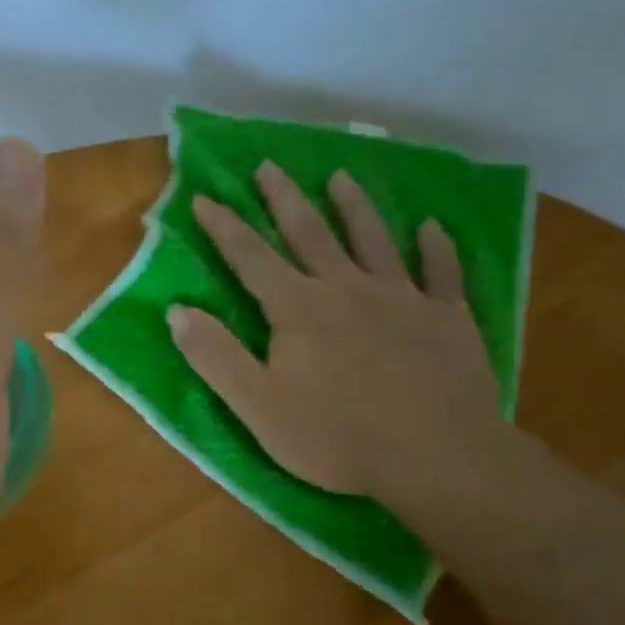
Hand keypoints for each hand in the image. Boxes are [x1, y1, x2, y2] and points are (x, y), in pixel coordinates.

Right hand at [169, 162, 503, 508]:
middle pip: (310, 232)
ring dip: (355, 206)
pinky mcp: (448, 318)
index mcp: (298, 308)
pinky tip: (432, 228)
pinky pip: (442, 273)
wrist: (436, 458)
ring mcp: (402, 298)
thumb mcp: (257, 405)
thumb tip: (177, 310)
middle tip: (270, 165)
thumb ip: (215, 355)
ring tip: (342, 176)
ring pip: (374, 239)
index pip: (251, 257)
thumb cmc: (336, 437)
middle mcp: (347, 288)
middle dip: (284, 198)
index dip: (224, 227)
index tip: (205, 198)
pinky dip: (436, 248)